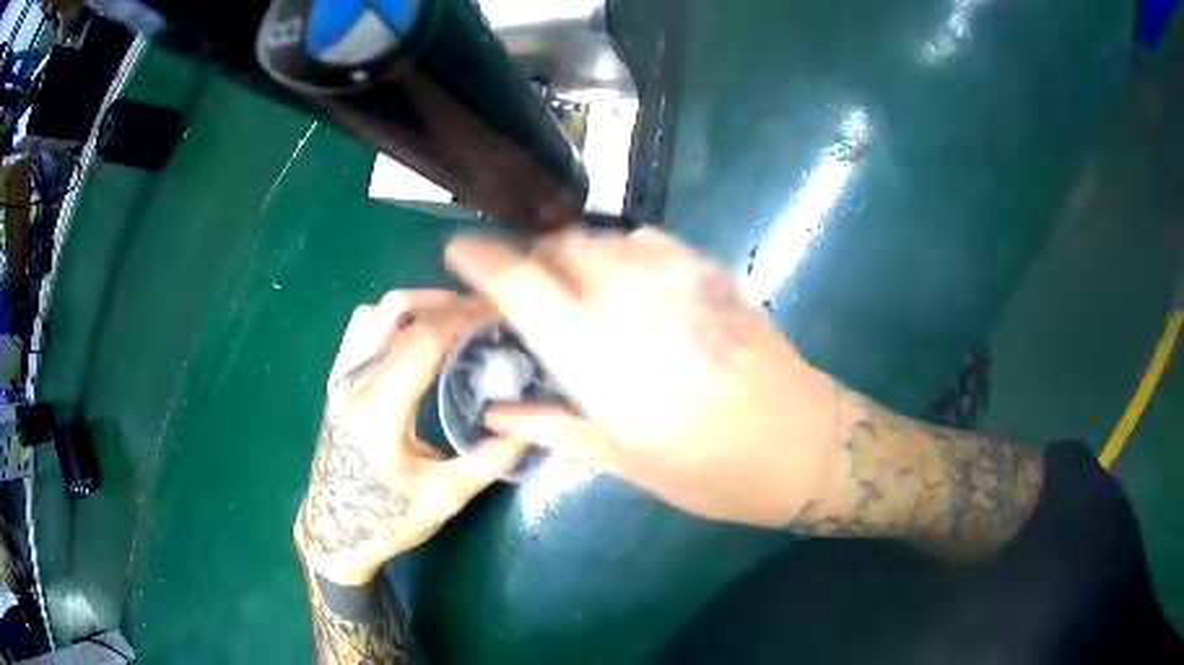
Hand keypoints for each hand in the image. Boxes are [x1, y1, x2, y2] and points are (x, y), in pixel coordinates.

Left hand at [295, 290, 528, 585]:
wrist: (335, 532)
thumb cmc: (388, 519)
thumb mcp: (445, 497)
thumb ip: (490, 460)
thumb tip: (532, 426)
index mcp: (380, 407)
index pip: (425, 339)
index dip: (465, 318)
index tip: (501, 312)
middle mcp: (355, 380)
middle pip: (400, 313)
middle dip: (448, 305)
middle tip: (486, 315)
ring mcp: (341, 377)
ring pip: (376, 312)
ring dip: (418, 305)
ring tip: (454, 319)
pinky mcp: (337, 382)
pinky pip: (361, 329)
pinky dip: (392, 318)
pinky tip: (415, 335)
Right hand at [445, 228, 840, 526]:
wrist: (803, 446)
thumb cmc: (711, 472)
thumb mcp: (626, 462)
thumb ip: (554, 425)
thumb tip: (493, 411)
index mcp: (600, 359)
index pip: (522, 286)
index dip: (483, 260)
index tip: (460, 250)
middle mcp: (633, 304)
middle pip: (561, 247)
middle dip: (532, 258)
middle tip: (529, 289)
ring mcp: (679, 281)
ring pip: (603, 239)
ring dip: (576, 253)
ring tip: (577, 287)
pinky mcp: (713, 274)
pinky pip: (651, 241)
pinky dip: (624, 251)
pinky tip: (630, 280)